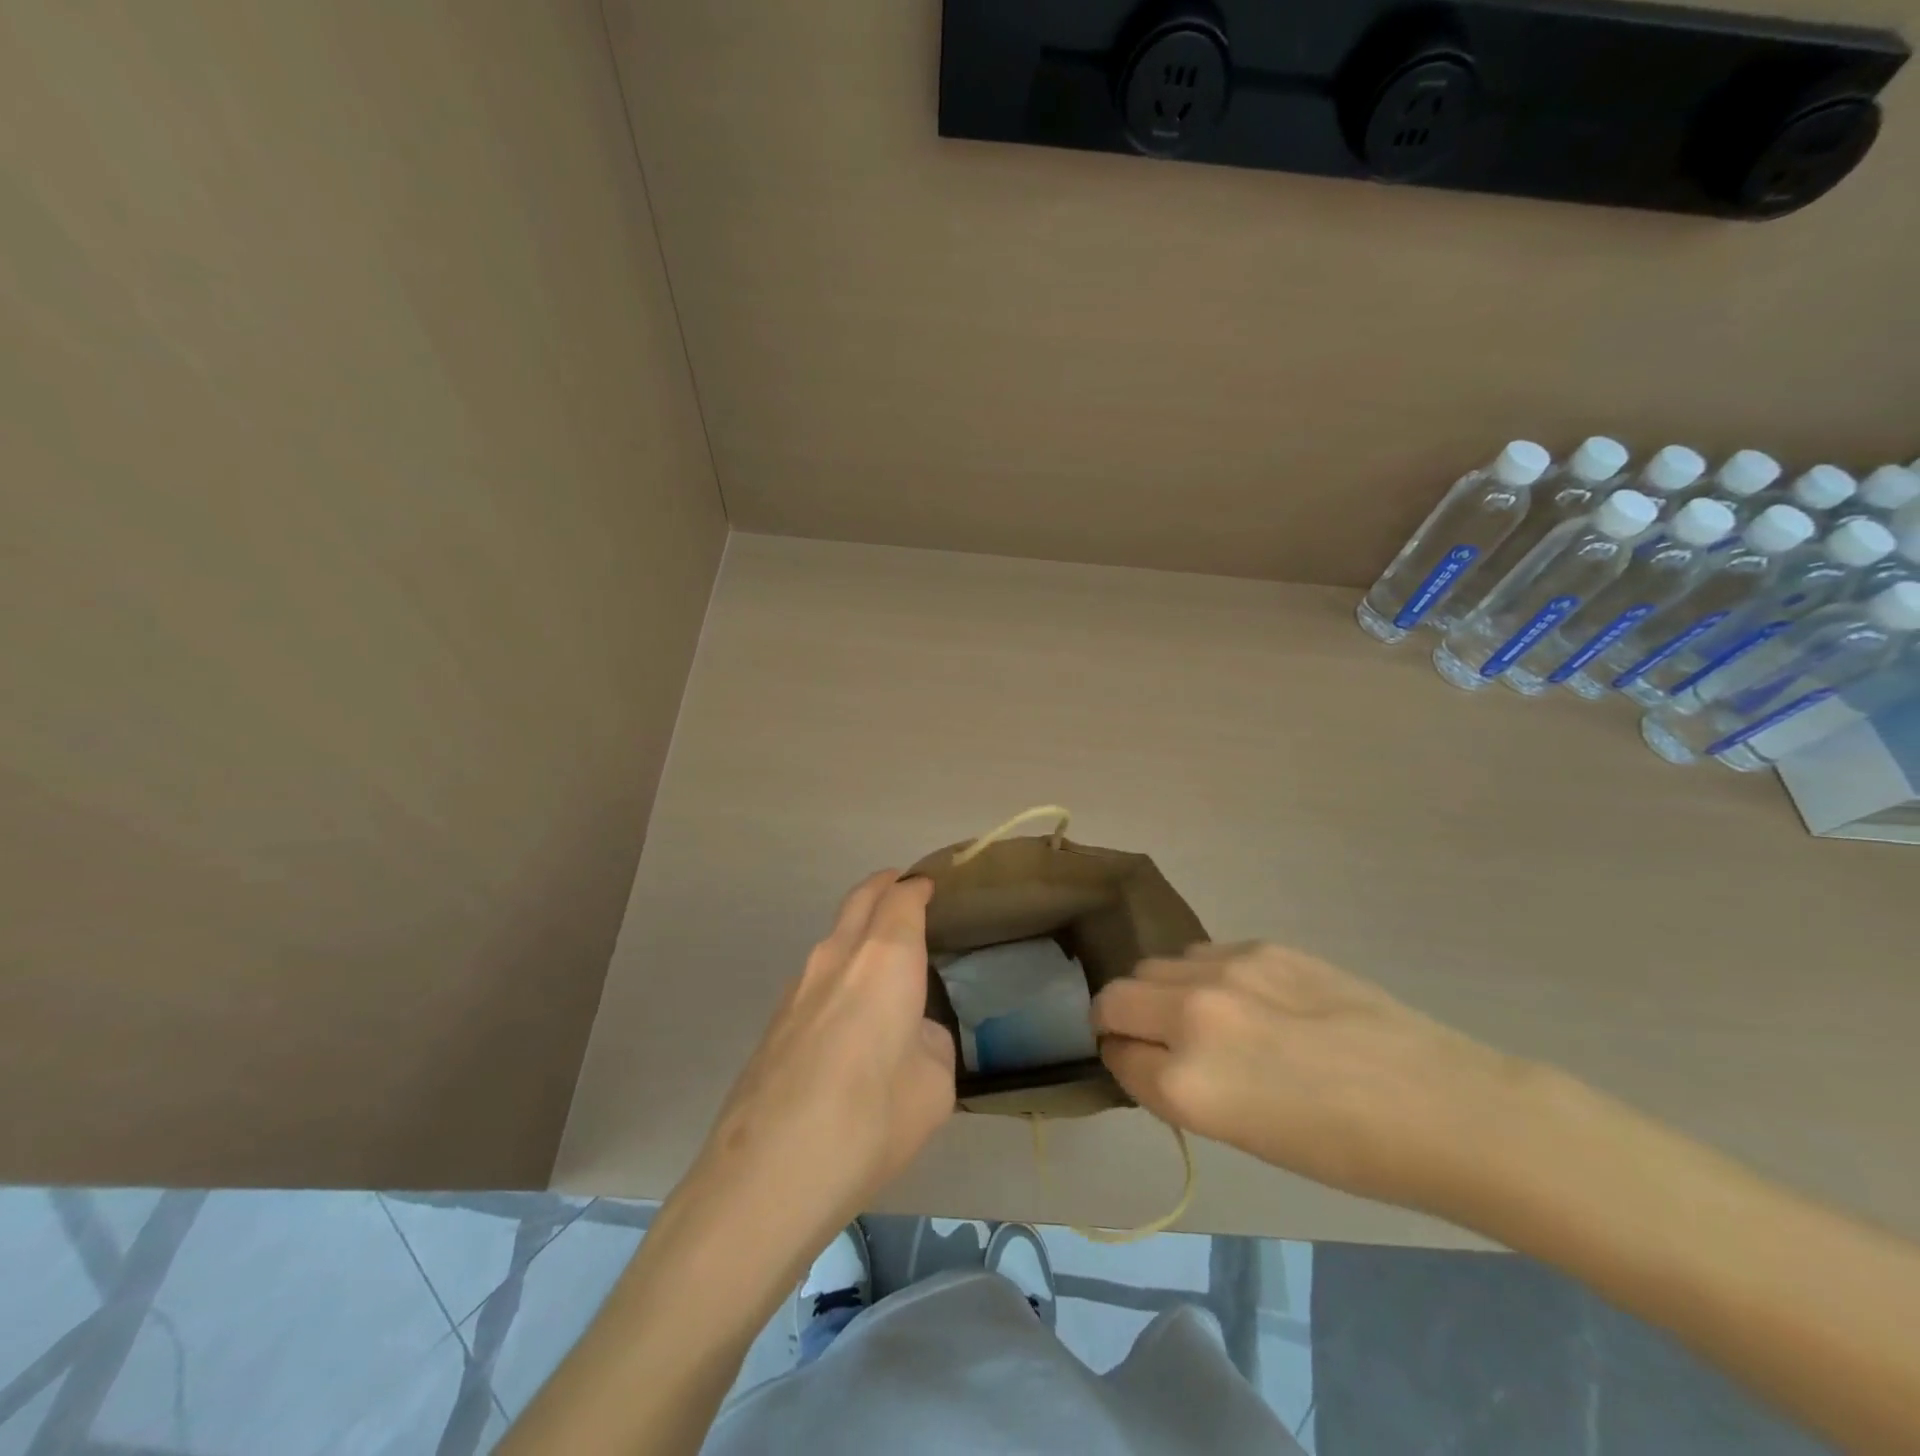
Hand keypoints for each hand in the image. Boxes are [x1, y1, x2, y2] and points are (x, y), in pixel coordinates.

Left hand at [687, 871, 954, 1245]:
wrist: (766, 1175)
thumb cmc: (869, 1122)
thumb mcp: (933, 1087)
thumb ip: (930, 1044)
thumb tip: (911, 1035)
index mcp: (885, 960)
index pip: (902, 899)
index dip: (918, 888)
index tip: (931, 887)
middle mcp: (838, 956)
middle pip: (861, 899)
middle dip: (884, 886)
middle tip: (903, 888)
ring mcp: (798, 986)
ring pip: (834, 935)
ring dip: (858, 927)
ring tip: (882, 953)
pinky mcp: (775, 1019)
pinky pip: (817, 973)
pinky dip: (839, 966)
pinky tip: (848, 1009)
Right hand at [1091, 942, 1537, 1218]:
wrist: (1441, 1107)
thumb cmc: (1345, 1152)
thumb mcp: (1241, 1135)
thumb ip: (1179, 1086)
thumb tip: (1148, 1053)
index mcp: (1186, 1083)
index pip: (1115, 1054)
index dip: (1121, 1060)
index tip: (1137, 1064)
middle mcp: (1191, 1016)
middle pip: (1115, 996)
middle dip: (1119, 1017)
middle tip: (1153, 1037)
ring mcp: (1226, 971)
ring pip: (1155, 966)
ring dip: (1162, 991)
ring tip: (1207, 1017)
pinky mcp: (1261, 946)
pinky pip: (1202, 954)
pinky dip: (1204, 976)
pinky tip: (1250, 999)